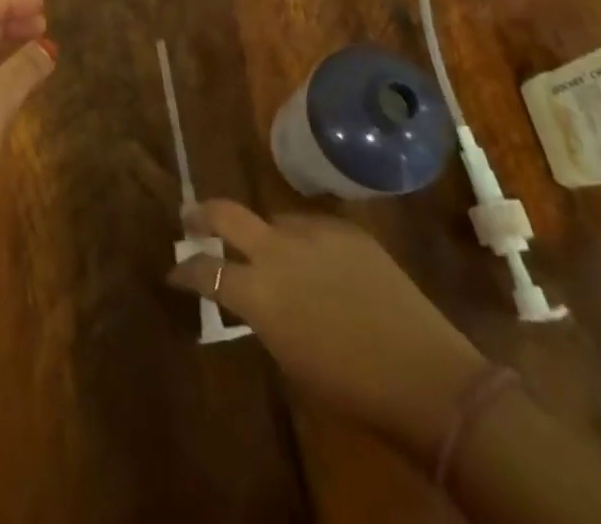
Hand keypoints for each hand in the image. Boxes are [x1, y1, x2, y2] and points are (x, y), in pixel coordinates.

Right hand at [169, 201, 485, 456]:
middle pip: (227, 213)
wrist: (425, 376)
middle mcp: (279, 250)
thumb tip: (251, 294)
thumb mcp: (290, 356)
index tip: (174, 271)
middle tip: (190, 218)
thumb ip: (263, 315)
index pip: (205, 270)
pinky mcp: (347, 228)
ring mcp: (314, 232)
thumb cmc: (351, 388)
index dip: (185, 270)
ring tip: (273, 254)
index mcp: (259, 292)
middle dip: (202, 214)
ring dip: (265, 234)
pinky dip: (304, 241)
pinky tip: (318, 261)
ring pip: (275, 220)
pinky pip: (312, 227)